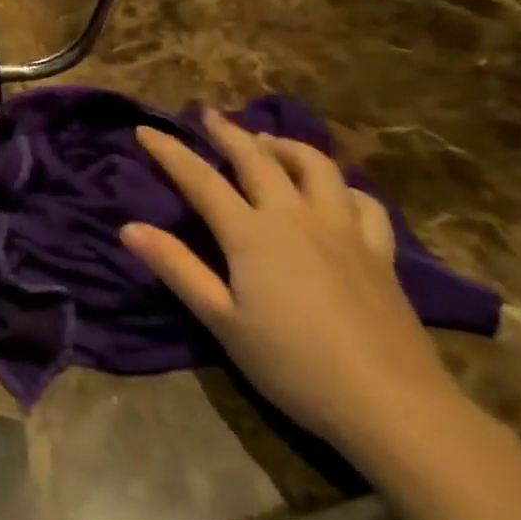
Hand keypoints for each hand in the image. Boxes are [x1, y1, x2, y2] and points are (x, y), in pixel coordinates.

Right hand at [121, 110, 469, 461]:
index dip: (170, 151)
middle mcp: (296, 217)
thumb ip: (176, 268)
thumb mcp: (222, 321)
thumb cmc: (293, 365)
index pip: (200, 179)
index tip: (145, 129)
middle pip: (258, 159)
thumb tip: (129, 227)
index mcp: (252, 234)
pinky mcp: (380, 252)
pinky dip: (341, 186)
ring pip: (316, 166)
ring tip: (269, 142)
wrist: (391, 404)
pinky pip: (362, 201)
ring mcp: (343, 230)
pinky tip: (334, 192)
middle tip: (208, 114)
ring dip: (287, 146)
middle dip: (228, 132)